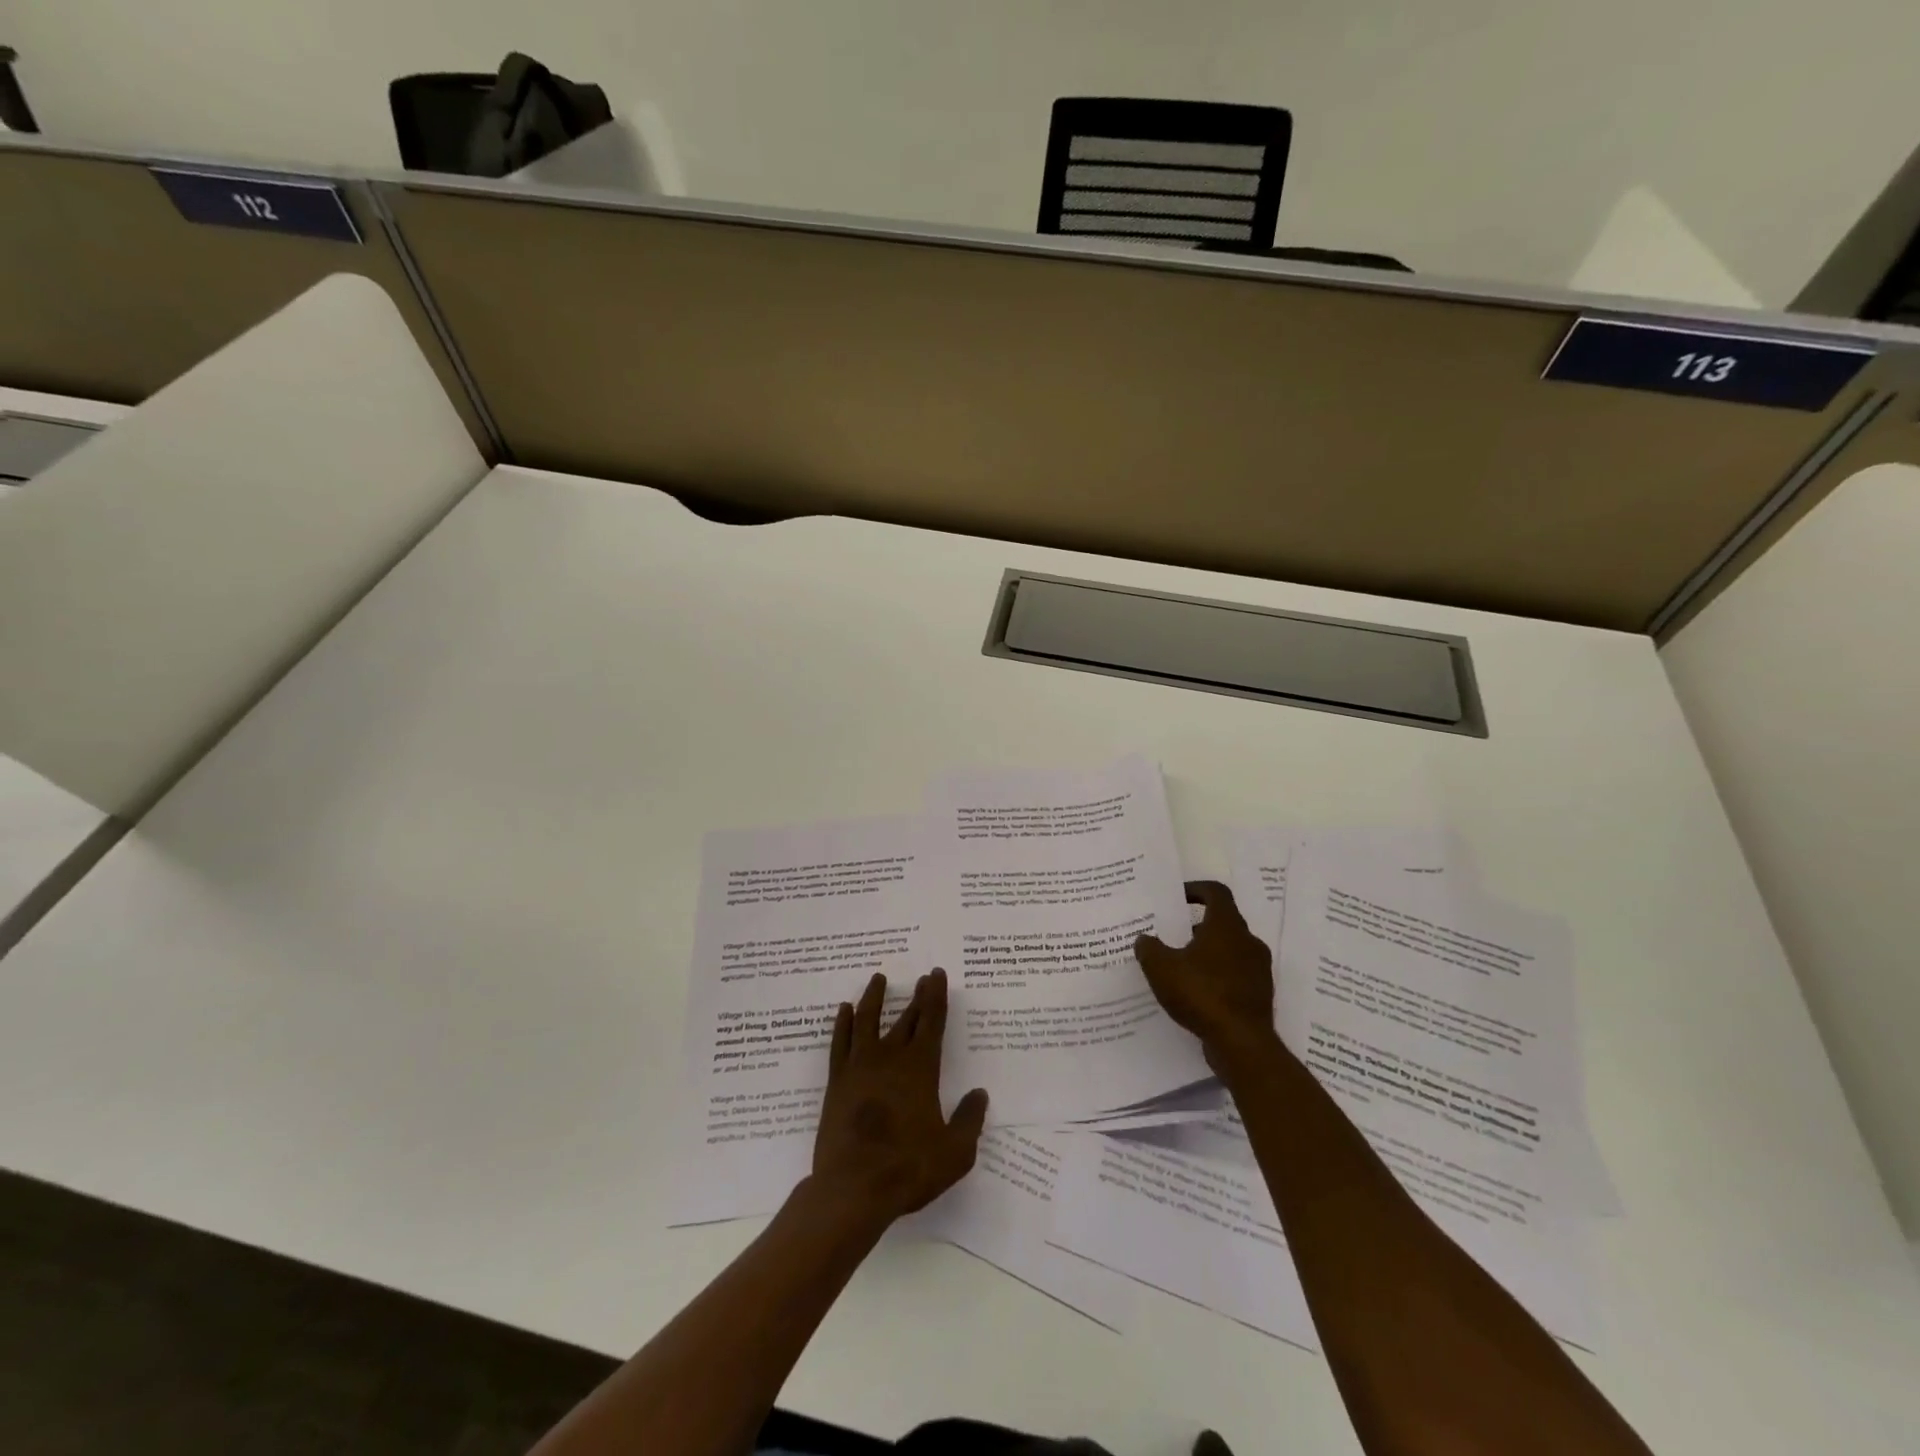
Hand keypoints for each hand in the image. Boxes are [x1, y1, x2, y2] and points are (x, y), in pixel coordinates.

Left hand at [811, 970, 988, 1225]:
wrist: (852, 1188)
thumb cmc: (908, 1169)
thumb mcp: (955, 1152)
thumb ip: (970, 1120)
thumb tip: (979, 1094)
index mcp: (920, 1068)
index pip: (932, 1022)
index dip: (936, 996)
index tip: (937, 975)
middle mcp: (890, 1058)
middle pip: (906, 1018)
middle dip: (917, 996)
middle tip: (922, 976)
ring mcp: (859, 1067)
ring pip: (867, 1020)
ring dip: (874, 997)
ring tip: (878, 979)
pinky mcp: (837, 1081)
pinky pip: (839, 1042)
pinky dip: (843, 1023)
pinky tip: (844, 1010)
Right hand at [1135, 881, 1278, 1074]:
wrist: (1242, 1043)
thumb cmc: (1202, 994)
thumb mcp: (1161, 968)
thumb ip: (1149, 948)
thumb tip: (1144, 939)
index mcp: (1226, 926)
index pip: (1216, 892)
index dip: (1196, 889)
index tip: (1177, 897)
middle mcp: (1248, 942)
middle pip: (1222, 922)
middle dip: (1196, 925)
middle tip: (1171, 934)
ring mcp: (1258, 969)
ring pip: (1229, 950)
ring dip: (1206, 953)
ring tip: (1179, 965)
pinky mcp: (1259, 994)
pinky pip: (1234, 975)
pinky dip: (1215, 976)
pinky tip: (1194, 992)